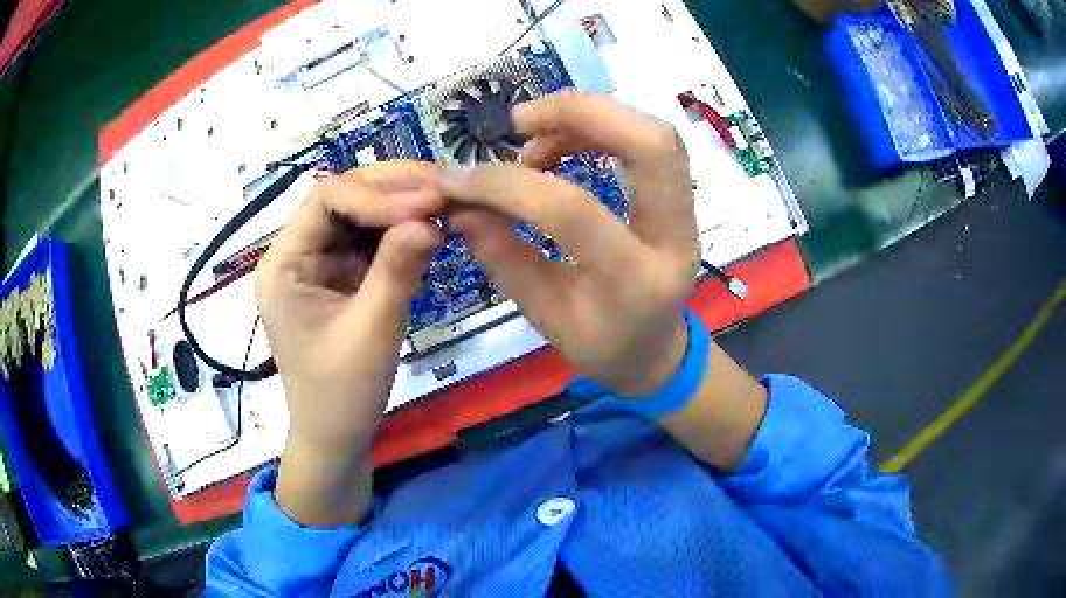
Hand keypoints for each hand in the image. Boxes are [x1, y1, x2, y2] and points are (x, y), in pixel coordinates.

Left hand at [256, 162, 443, 524]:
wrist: (336, 437)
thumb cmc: (342, 395)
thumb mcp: (371, 334)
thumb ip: (397, 272)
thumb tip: (430, 218)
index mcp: (285, 264)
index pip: (327, 200)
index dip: (377, 194)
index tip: (429, 203)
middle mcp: (297, 253)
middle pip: (343, 197)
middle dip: (393, 190)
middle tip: (445, 189)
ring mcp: (320, 263)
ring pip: (361, 213)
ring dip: (402, 204)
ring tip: (446, 200)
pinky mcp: (341, 276)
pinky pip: (371, 240)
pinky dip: (402, 230)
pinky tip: (432, 226)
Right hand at [444, 91, 699, 396]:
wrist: (656, 352)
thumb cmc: (603, 347)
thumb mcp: (545, 318)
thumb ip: (504, 258)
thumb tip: (461, 206)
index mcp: (636, 282)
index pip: (572, 210)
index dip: (508, 185)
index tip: (461, 180)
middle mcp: (675, 238)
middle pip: (650, 144)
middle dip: (579, 113)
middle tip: (519, 123)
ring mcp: (686, 214)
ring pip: (653, 134)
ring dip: (589, 116)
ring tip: (533, 138)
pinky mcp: (679, 199)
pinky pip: (647, 142)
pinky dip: (600, 128)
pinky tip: (560, 145)